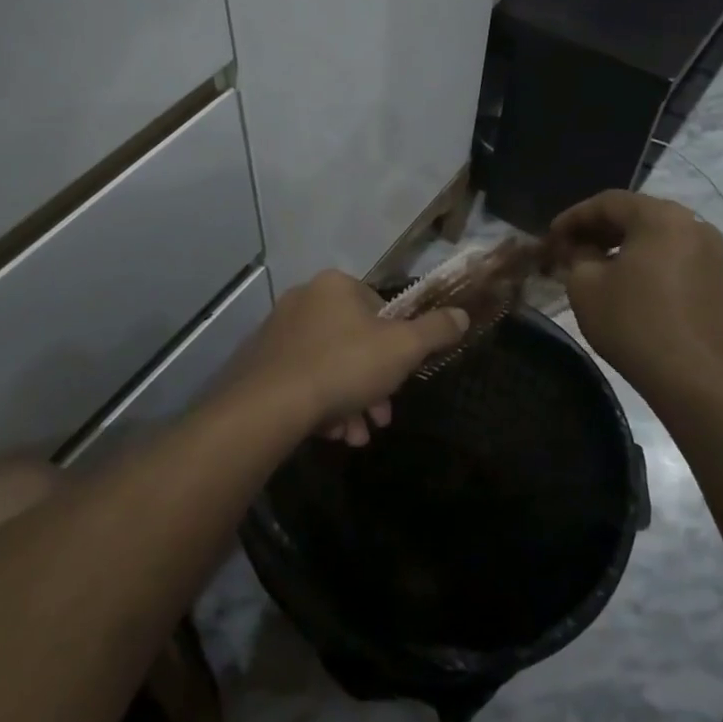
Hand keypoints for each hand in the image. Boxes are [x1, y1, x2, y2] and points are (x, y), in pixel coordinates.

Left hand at [214, 271, 467, 444]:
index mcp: (336, 286)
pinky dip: (322, 404)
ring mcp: (278, 331)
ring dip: (351, 401)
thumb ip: (435, 331)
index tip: (402, 378)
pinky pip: (303, 379)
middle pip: (355, 342)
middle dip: (374, 384)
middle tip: (381, 417)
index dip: (397, 345)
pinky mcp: (260, 362)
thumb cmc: (344, 366)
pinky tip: (331, 433)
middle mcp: (303, 299)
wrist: (269, 405)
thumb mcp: (402, 349)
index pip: (379, 308)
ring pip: (330, 365)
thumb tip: (462, 315)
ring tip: (355, 436)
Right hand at [546, 190, 722, 388]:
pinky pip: (673, 254)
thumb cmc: (630, 322)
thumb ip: (576, 255)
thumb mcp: (585, 284)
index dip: (574, 217)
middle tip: (569, 248)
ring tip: (594, 263)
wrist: (689, 375)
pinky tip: (625, 279)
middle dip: (598, 229)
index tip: (551, 236)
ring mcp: (710, 251)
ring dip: (622, 243)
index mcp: (661, 217)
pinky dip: (646, 258)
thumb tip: (579, 249)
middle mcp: (692, 224)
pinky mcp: (716, 278)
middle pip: (635, 214)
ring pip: (656, 234)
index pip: (608, 202)